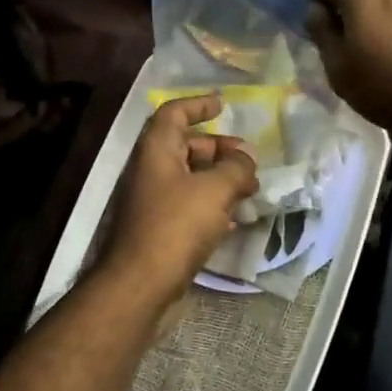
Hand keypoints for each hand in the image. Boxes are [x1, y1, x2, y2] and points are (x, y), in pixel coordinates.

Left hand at [98, 94, 259, 298]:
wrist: (141, 285)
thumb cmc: (176, 226)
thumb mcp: (214, 190)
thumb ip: (235, 169)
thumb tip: (245, 160)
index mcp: (157, 151)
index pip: (173, 113)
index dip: (197, 105)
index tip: (223, 105)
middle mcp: (152, 171)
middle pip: (186, 146)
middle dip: (219, 149)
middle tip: (248, 161)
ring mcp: (154, 202)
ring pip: (190, 178)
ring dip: (220, 179)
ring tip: (250, 190)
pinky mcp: (161, 230)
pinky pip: (190, 206)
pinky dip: (212, 205)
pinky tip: (234, 219)